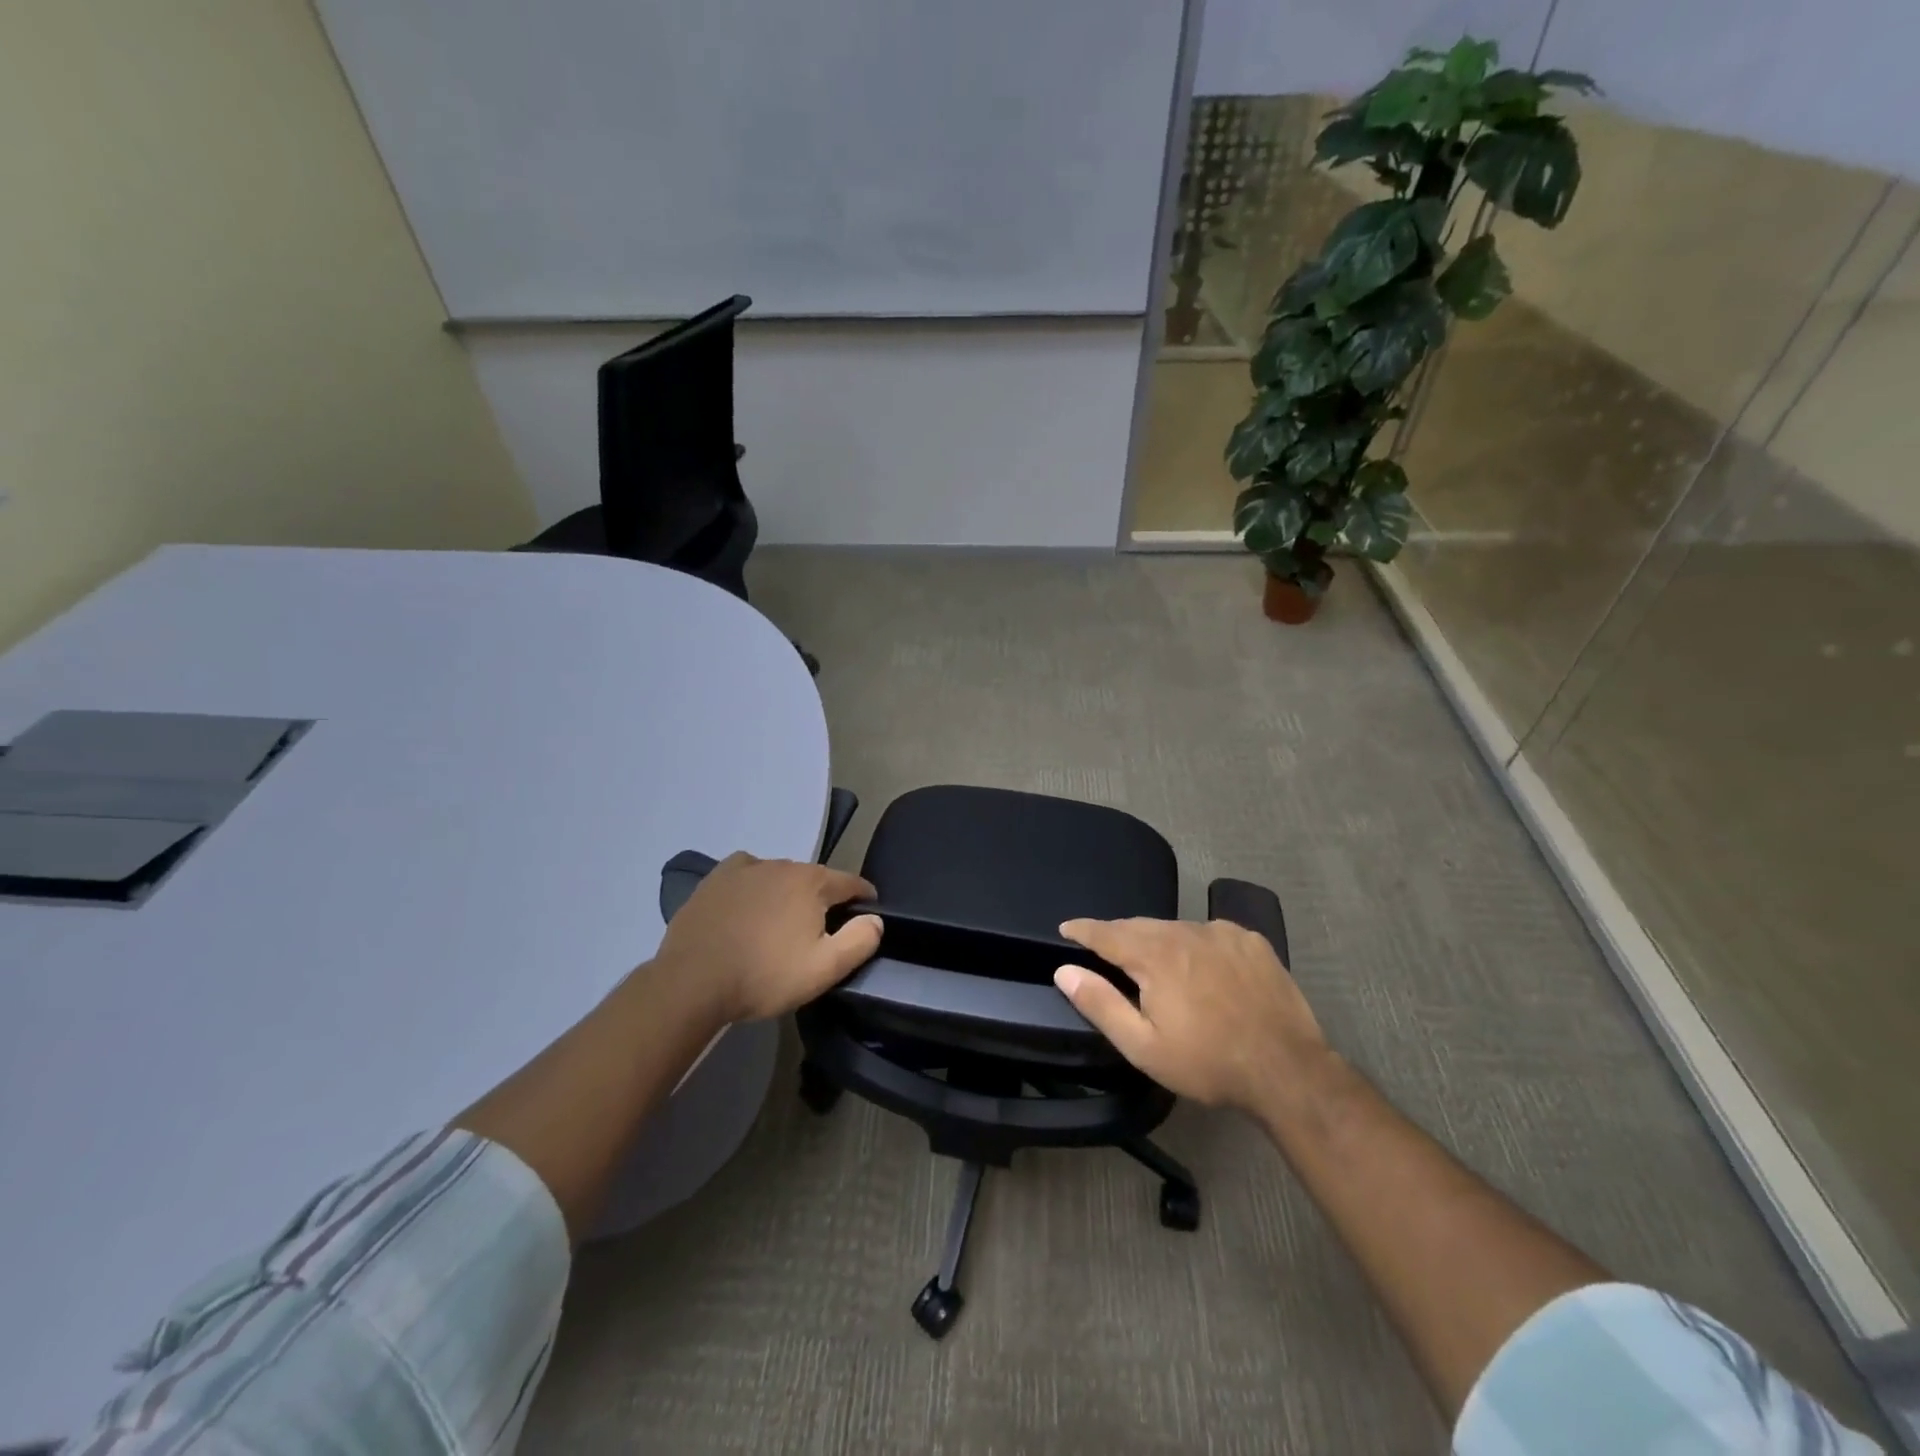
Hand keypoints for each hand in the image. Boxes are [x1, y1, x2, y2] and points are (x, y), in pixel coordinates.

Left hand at [657, 853, 881, 1023]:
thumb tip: (876, 919)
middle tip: (818, 931)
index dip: (864, 898)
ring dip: (788, 893)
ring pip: (780, 876)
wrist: (693, 982)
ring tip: (780, 923)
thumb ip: (859, 941)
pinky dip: (754, 884)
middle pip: (815, 879)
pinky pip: (746, 872)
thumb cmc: (764, 976)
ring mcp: (745, 869)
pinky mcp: (715, 879)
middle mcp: (782, 865)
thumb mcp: (824, 969)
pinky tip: (748, 904)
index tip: (868, 914)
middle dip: (823, 899)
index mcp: (813, 882)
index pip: (851, 882)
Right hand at [1053, 917, 1327, 1114]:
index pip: (1107, 933)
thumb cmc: (1207, 1062)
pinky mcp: (1251, 941)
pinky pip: (1210, 933)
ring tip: (1153, 961)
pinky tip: (1201, 965)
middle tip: (1104, 948)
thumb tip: (1065, 971)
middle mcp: (1185, 932)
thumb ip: (1100, 1004)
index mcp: (1155, 956)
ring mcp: (1223, 933)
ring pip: (1176, 928)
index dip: (1083, 929)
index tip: (1066, 927)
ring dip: (1157, 940)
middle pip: (1140, 926)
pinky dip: (1195, 943)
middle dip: (1118, 935)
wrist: (1287, 1070)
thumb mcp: (1143, 1046)